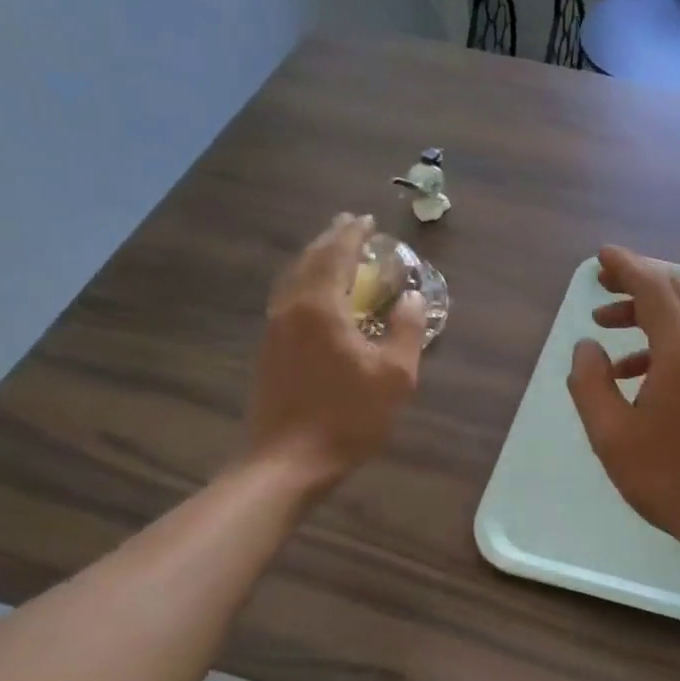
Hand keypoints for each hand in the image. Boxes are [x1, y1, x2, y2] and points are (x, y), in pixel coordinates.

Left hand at [247, 214, 424, 487]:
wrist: (288, 460)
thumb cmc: (348, 417)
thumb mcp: (395, 376)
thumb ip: (406, 331)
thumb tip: (411, 298)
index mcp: (320, 307)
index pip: (336, 255)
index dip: (353, 235)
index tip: (368, 219)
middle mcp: (291, 308)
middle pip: (309, 260)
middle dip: (330, 239)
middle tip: (349, 225)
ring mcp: (274, 328)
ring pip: (293, 278)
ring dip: (314, 259)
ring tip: (333, 251)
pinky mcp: (268, 349)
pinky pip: (287, 297)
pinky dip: (304, 282)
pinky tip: (315, 294)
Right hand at [567, 247, 679, 550]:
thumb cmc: (666, 476)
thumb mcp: (610, 433)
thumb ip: (590, 382)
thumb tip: (587, 346)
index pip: (653, 287)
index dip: (625, 266)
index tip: (600, 256)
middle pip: (673, 293)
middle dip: (635, 281)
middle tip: (600, 283)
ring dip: (645, 312)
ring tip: (605, 324)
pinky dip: (660, 341)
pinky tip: (631, 370)